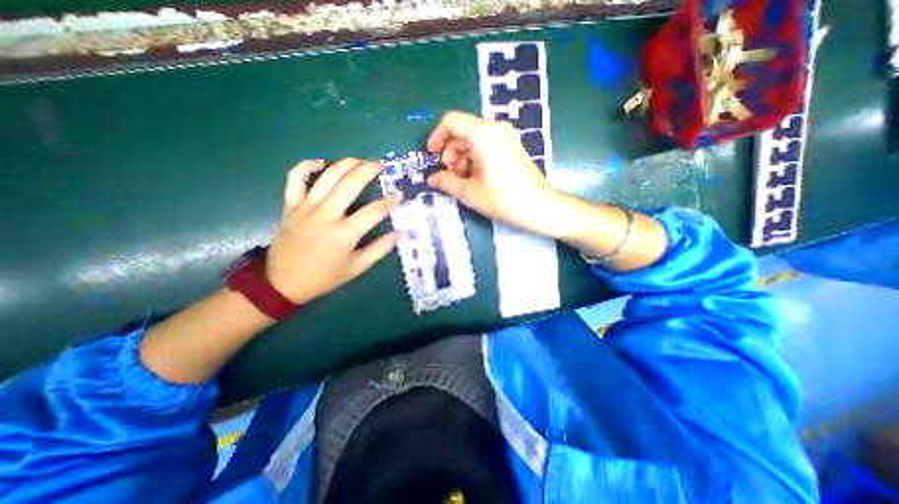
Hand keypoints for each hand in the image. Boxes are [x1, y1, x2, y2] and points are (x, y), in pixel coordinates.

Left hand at [264, 159, 402, 304]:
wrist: (282, 282)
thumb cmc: (324, 277)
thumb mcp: (356, 268)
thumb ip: (379, 249)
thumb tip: (399, 234)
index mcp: (345, 234)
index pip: (374, 211)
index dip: (389, 201)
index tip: (398, 195)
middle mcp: (326, 215)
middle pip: (351, 183)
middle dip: (369, 170)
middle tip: (381, 165)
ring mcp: (306, 207)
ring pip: (328, 176)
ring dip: (346, 164)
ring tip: (360, 161)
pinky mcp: (291, 205)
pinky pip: (295, 178)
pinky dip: (306, 166)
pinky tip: (320, 163)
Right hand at [425, 109, 563, 235]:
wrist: (537, 206)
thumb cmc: (502, 198)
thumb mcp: (468, 192)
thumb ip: (445, 182)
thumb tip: (431, 179)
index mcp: (483, 133)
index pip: (451, 121)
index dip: (437, 136)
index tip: (432, 156)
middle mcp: (495, 128)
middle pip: (462, 133)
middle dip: (451, 154)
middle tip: (451, 177)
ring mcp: (505, 137)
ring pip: (472, 141)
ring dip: (462, 160)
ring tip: (465, 182)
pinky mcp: (510, 147)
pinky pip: (485, 146)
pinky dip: (475, 160)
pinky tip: (477, 179)